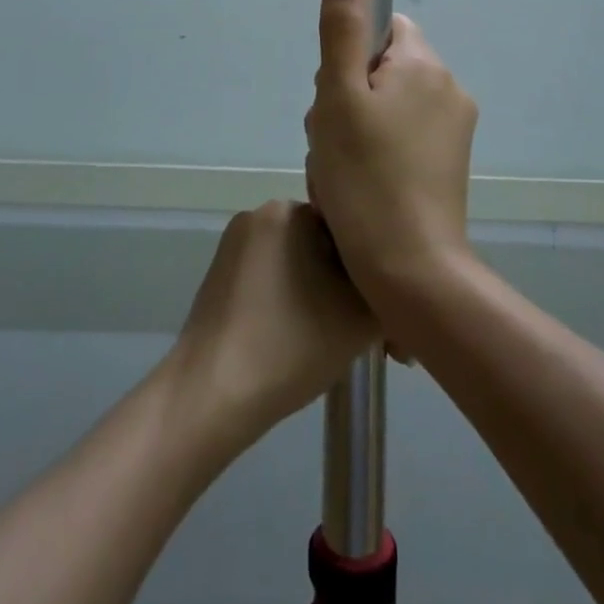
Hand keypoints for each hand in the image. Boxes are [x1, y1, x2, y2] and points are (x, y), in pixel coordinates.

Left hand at [171, 199, 376, 445]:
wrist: (212, 394)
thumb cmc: (292, 345)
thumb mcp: (362, 318)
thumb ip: (389, 290)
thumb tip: (390, 289)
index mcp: (291, 209)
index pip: (352, 230)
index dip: (377, 273)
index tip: (389, 318)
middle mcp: (261, 213)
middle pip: (325, 247)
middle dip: (352, 287)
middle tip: (375, 340)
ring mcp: (236, 244)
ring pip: (302, 265)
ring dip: (326, 296)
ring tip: (342, 344)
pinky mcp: (222, 275)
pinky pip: (275, 279)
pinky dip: (296, 302)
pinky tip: (305, 342)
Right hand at [305, 0, 477, 305]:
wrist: (411, 271)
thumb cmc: (365, 178)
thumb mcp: (338, 96)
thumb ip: (340, 26)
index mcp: (425, 65)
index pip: (382, 29)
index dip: (348, 57)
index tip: (335, 96)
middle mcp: (449, 89)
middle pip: (380, 69)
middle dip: (346, 97)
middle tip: (332, 141)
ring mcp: (454, 130)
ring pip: (386, 106)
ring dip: (354, 128)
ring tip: (340, 171)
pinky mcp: (450, 165)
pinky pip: (401, 138)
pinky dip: (375, 153)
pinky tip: (358, 187)